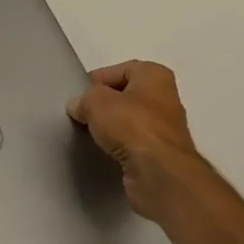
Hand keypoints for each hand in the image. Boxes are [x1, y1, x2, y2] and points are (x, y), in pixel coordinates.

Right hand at [67, 61, 212, 220]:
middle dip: (105, 104)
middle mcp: (165, 97)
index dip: (97, 81)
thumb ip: (84, 99)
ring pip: (130, 120)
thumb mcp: (96, 102)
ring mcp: (165, 127)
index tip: (79, 97)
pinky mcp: (161, 153)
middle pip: (126, 95)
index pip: (119, 70)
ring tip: (90, 134)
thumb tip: (78, 106)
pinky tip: (106, 151)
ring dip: (112, 127)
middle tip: (83, 115)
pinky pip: (134, 142)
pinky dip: (120, 146)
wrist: (158, 172)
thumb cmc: (131, 126)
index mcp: (155, 75)